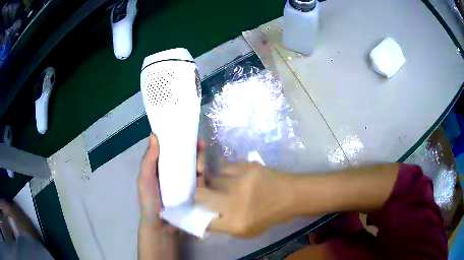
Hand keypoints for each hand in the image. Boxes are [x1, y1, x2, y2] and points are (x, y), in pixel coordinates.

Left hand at [137, 134, 206, 227]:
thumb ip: (148, 160)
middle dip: (191, 146)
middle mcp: (173, 172)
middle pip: (184, 155)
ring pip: (194, 164)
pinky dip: (202, 170)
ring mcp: (185, 181)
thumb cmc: (150, 202)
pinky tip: (202, 167)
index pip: (168, 150)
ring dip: (199, 156)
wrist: (162, 226)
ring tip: (201, 152)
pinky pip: (200, 177)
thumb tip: (154, 135)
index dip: (175, 139)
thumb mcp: (145, 180)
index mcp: (160, 168)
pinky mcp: (195, 190)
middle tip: (198, 142)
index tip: (182, 130)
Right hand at [195, 162, 292, 236]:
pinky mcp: (246, 166)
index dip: (198, 216)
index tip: (199, 211)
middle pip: (199, 194)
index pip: (204, 221)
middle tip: (206, 195)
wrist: (290, 195)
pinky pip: (225, 167)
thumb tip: (206, 217)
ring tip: (224, 185)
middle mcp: (233, 202)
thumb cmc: (269, 216)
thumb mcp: (247, 231)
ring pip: (211, 178)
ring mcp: (239, 182)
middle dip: (199, 195)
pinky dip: (225, 173)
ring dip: (214, 183)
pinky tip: (234, 176)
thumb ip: (225, 225)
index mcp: (235, 223)